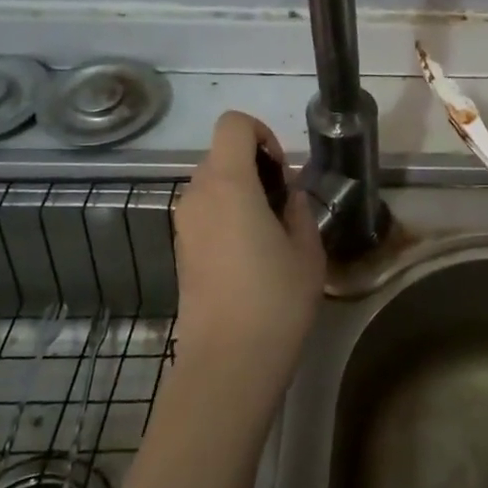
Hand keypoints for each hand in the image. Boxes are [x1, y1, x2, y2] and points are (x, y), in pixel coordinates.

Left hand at [170, 111, 326, 416]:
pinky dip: (227, 214)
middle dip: (255, 166)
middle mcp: (197, 195)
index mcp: (229, 184)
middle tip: (284, 206)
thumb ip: (299, 210)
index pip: (233, 124)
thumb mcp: (307, 250)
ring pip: (212, 183)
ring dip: (241, 191)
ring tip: (270, 232)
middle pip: (222, 153)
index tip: (282, 171)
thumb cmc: (275, 300)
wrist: (227, 362)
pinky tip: (250, 254)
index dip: (262, 134)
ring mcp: (183, 223)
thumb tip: (289, 197)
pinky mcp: (180, 248)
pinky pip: (204, 211)